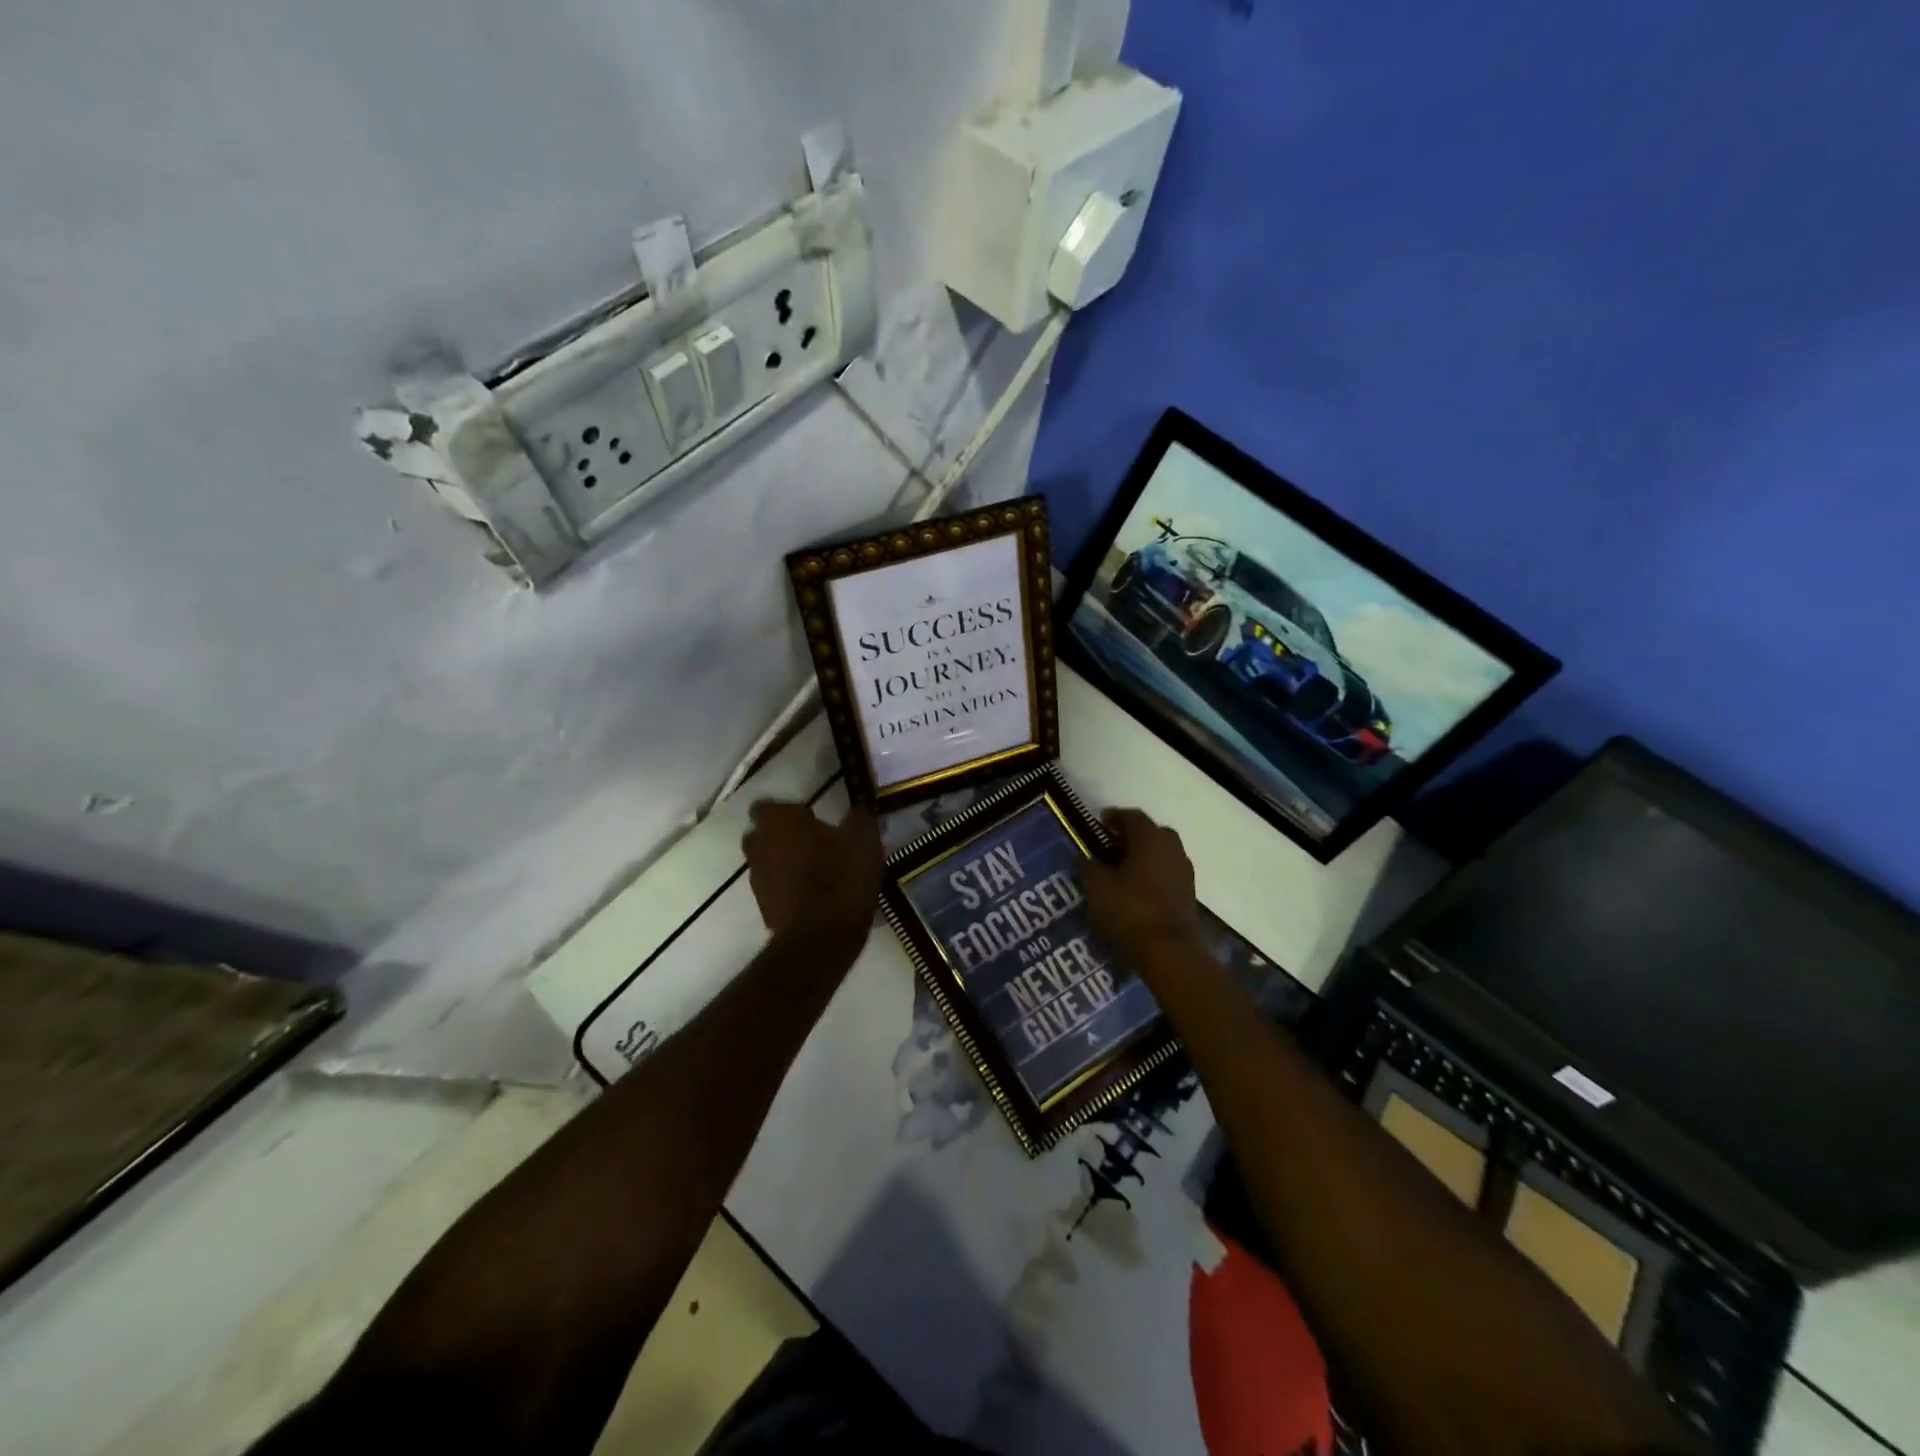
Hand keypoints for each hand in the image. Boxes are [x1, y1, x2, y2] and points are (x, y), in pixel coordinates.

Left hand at [743, 799, 882, 946]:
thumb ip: (860, 818)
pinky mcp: (763, 908)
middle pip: (764, 834)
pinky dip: (790, 888)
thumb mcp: (863, 839)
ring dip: (787, 863)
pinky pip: (776, 889)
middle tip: (816, 841)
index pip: (768, 805)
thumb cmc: (842, 875)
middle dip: (784, 836)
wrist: (822, 937)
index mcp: (778, 820)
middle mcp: (759, 845)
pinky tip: (817, 895)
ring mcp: (757, 879)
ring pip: (768, 862)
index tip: (812, 817)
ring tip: (819, 870)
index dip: (789, 810)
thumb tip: (861, 808)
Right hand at [1084, 808, 1200, 966]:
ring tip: (1120, 870)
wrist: (1170, 952)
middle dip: (1130, 836)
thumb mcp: (1098, 888)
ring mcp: (1184, 871)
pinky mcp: (1188, 893)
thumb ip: (1089, 867)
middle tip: (1110, 846)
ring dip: (1142, 856)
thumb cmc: (1130, 911)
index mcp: (1151, 838)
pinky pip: (1167, 873)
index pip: (1132, 816)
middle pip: (1150, 833)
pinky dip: (1152, 874)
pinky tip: (1136, 889)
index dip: (1114, 817)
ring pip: (1161, 853)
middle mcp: (1172, 848)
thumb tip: (1085, 857)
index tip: (1099, 823)